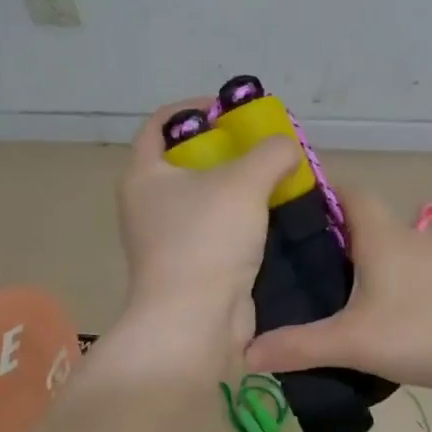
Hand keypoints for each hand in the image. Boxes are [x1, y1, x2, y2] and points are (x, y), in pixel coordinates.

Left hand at [117, 100, 301, 354]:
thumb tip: (287, 146)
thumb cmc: (207, 241)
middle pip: (189, 162)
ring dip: (241, 189)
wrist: (194, 322)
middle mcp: (150, 205)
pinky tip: (276, 220)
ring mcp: (170, 240)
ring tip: (280, 181)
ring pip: (208, 200)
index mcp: (144, 175)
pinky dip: (245, 223)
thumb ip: (271, 153)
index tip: (234, 111)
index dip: (196, 109)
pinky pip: (220, 232)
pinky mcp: (193, 268)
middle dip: (229, 151)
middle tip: (266, 149)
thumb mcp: (244, 182)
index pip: (161, 124)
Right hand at [244, 188, 431, 393]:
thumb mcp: (351, 342)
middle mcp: (409, 236)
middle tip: (301, 262)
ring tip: (336, 291)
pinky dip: (391, 280)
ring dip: (365, 260)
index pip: (349, 191)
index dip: (321, 192)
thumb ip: (297, 347)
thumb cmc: (420, 333)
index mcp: (381, 235)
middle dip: (335, 234)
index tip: (292, 211)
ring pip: (391, 247)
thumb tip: (245, 353)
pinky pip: (412, 270)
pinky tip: (382, 313)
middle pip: (366, 221)